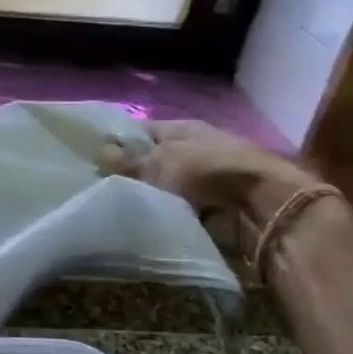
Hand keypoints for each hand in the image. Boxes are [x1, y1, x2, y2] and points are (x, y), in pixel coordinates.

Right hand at [101, 120, 322, 231]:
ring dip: (147, 199)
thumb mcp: (161, 161)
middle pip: (152, 162)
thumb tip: (99, 151)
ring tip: (114, 210)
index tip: (91, 159)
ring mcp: (203, 181)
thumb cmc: (207, 170)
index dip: (118, 143)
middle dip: (129, 175)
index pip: (141, 131)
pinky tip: (142, 224)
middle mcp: (192, 150)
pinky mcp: (210, 210)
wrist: (261, 206)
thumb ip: (129, 160)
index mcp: (182, 128)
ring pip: (163, 189)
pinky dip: (164, 217)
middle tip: (97, 189)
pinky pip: (176, 211)